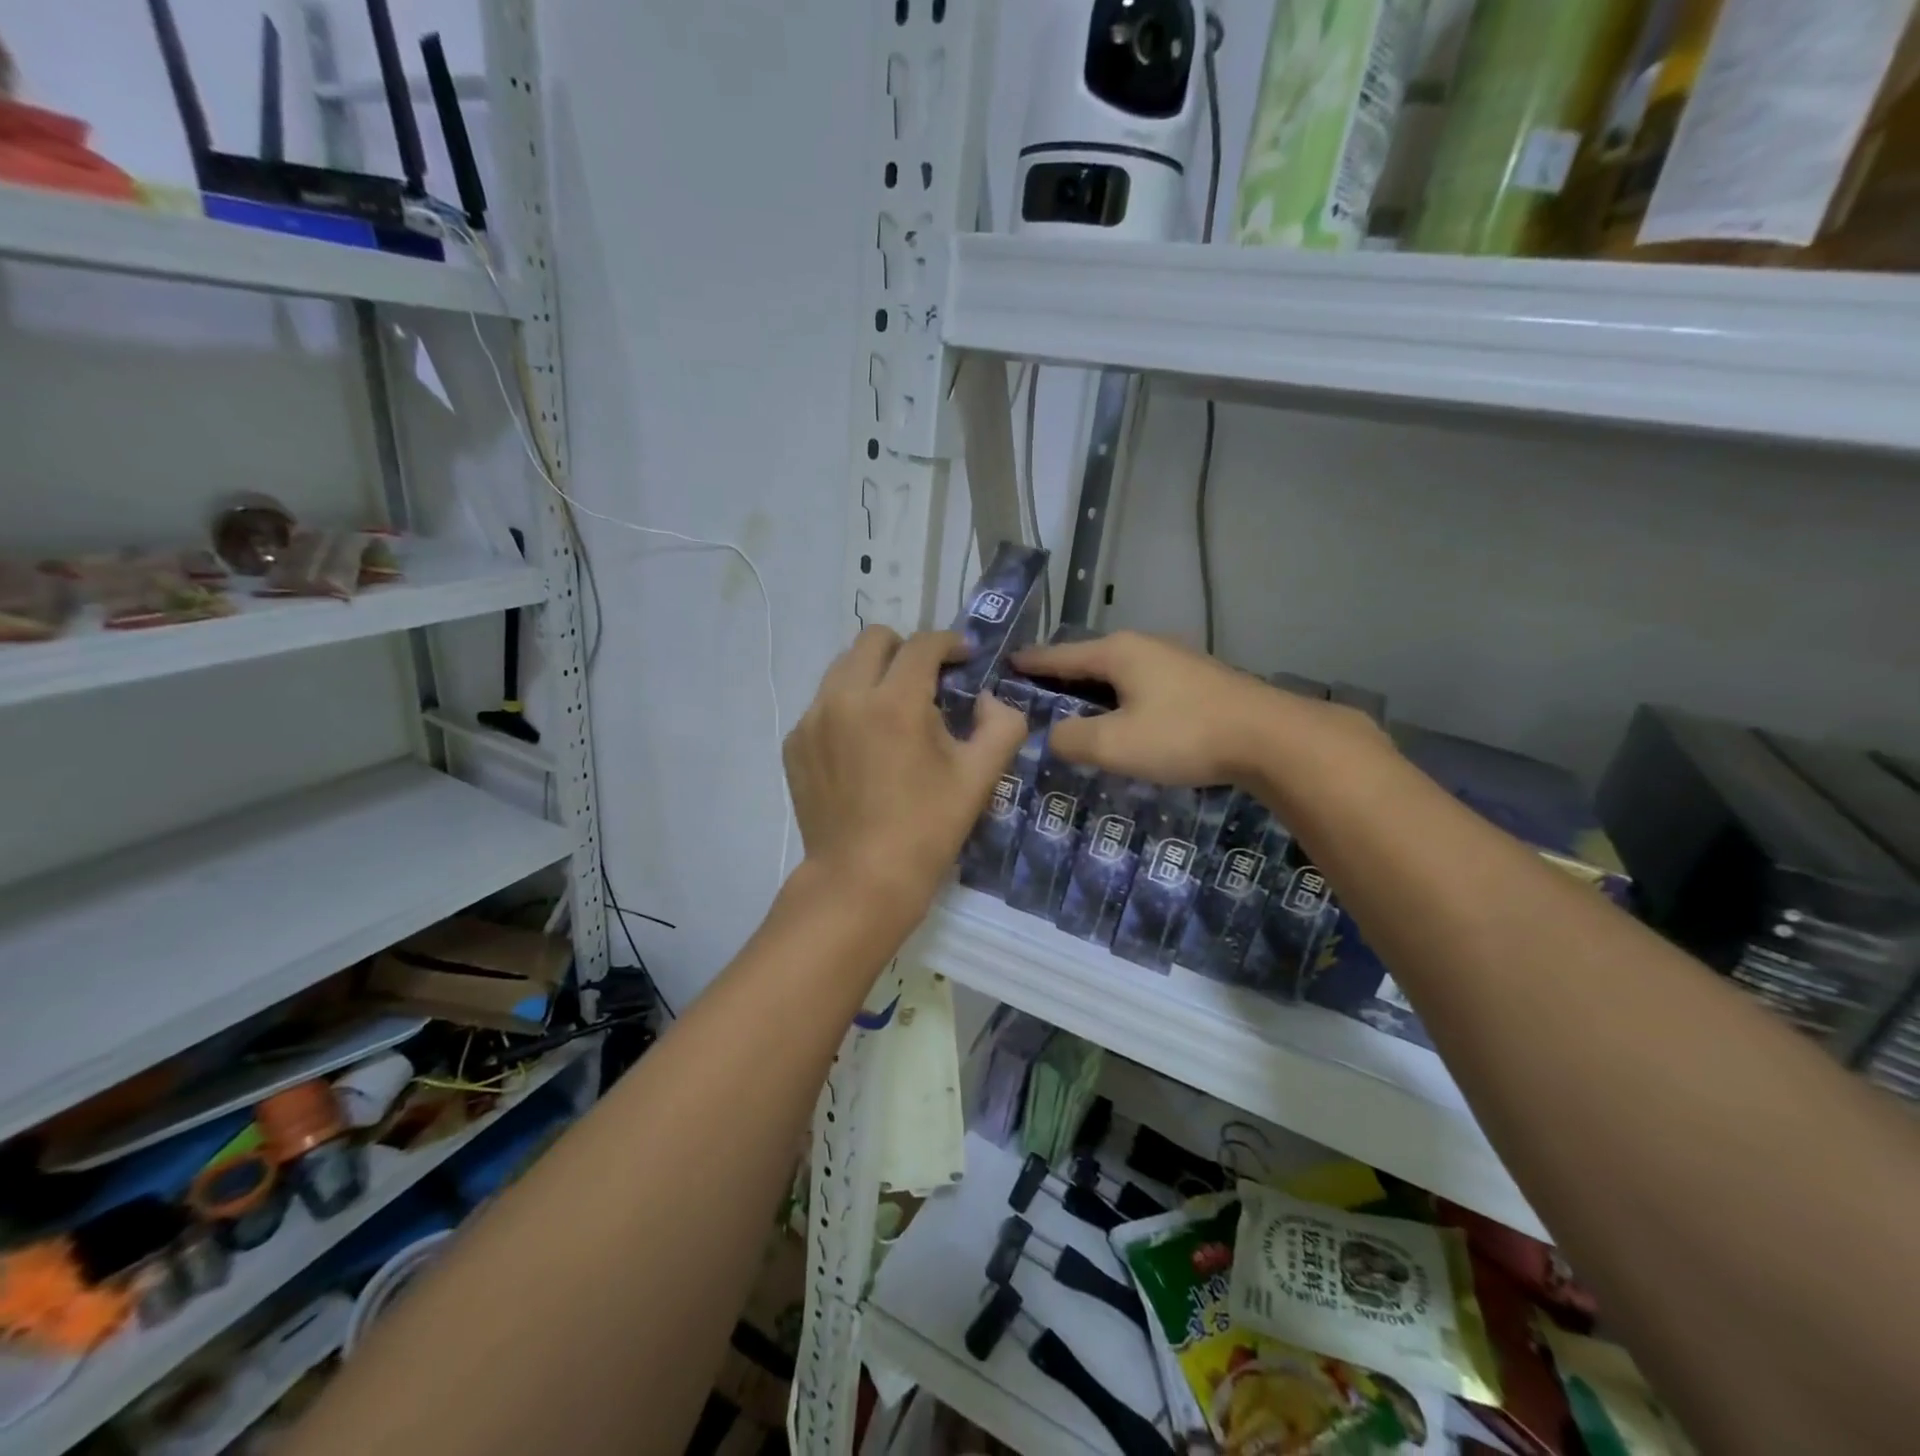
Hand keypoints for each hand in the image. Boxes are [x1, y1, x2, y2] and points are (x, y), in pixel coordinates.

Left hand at [784, 627, 1026, 916]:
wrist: (861, 879)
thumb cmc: (927, 829)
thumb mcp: (980, 778)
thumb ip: (1002, 725)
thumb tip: (988, 700)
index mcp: (895, 702)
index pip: (922, 645)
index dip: (949, 642)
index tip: (963, 657)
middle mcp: (846, 697)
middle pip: (874, 640)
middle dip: (906, 650)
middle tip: (926, 680)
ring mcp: (813, 719)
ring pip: (843, 667)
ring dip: (874, 674)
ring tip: (892, 711)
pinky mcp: (795, 742)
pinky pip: (823, 702)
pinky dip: (848, 706)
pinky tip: (863, 744)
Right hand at [1013, 631, 1329, 786]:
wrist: (1270, 738)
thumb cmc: (1183, 735)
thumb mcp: (1115, 744)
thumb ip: (1072, 739)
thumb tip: (1053, 735)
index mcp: (1118, 652)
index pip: (1059, 655)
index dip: (1030, 662)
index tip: (1005, 663)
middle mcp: (1144, 646)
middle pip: (1089, 660)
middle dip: (1059, 677)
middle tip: (1032, 694)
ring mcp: (1175, 661)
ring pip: (1118, 673)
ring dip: (1092, 691)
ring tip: (1071, 709)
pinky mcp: (1197, 682)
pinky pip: (1142, 685)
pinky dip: (1120, 699)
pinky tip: (1121, 719)